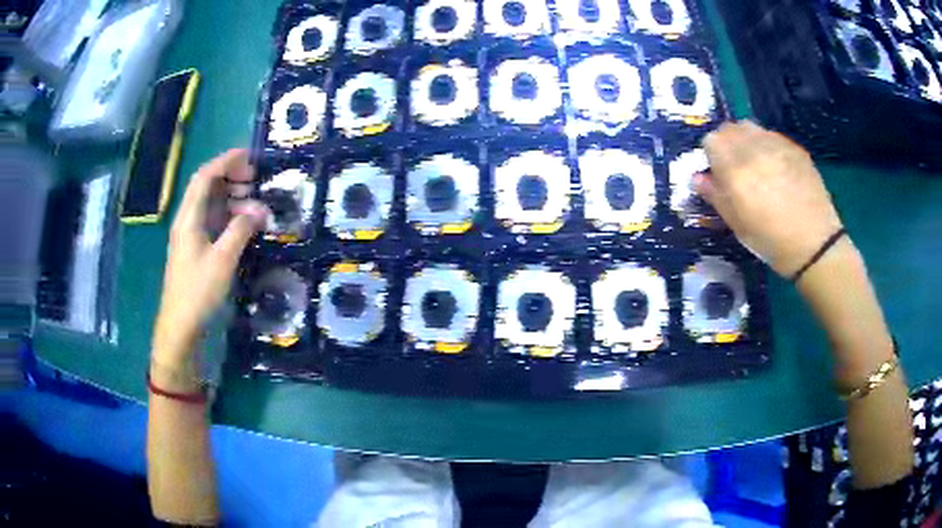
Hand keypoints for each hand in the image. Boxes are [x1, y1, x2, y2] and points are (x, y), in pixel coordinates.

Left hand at [153, 149, 268, 363]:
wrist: (181, 325)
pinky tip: (246, 225)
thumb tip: (259, 210)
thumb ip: (240, 230)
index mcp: (189, 217)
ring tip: (258, 207)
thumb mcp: (222, 260)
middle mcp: (188, 220)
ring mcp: (192, 235)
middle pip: (208, 187)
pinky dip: (231, 218)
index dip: (226, 162)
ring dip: (234, 200)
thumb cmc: (198, 291)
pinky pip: (215, 222)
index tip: (250, 157)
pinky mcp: (198, 249)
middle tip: (257, 182)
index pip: (205, 177)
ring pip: (213, 205)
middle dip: (233, 178)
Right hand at [695, 121, 843, 277]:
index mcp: (734, 169)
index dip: (711, 156)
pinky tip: (776, 168)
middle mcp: (753, 148)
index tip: (718, 173)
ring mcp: (776, 144)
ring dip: (746, 140)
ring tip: (756, 163)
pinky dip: (766, 145)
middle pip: (729, 128)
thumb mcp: (736, 224)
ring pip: (750, 127)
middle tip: (736, 167)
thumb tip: (698, 177)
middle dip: (727, 144)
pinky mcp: (794, 147)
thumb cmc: (770, 240)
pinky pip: (771, 135)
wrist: (813, 244)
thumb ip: (714, 195)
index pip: (710, 140)